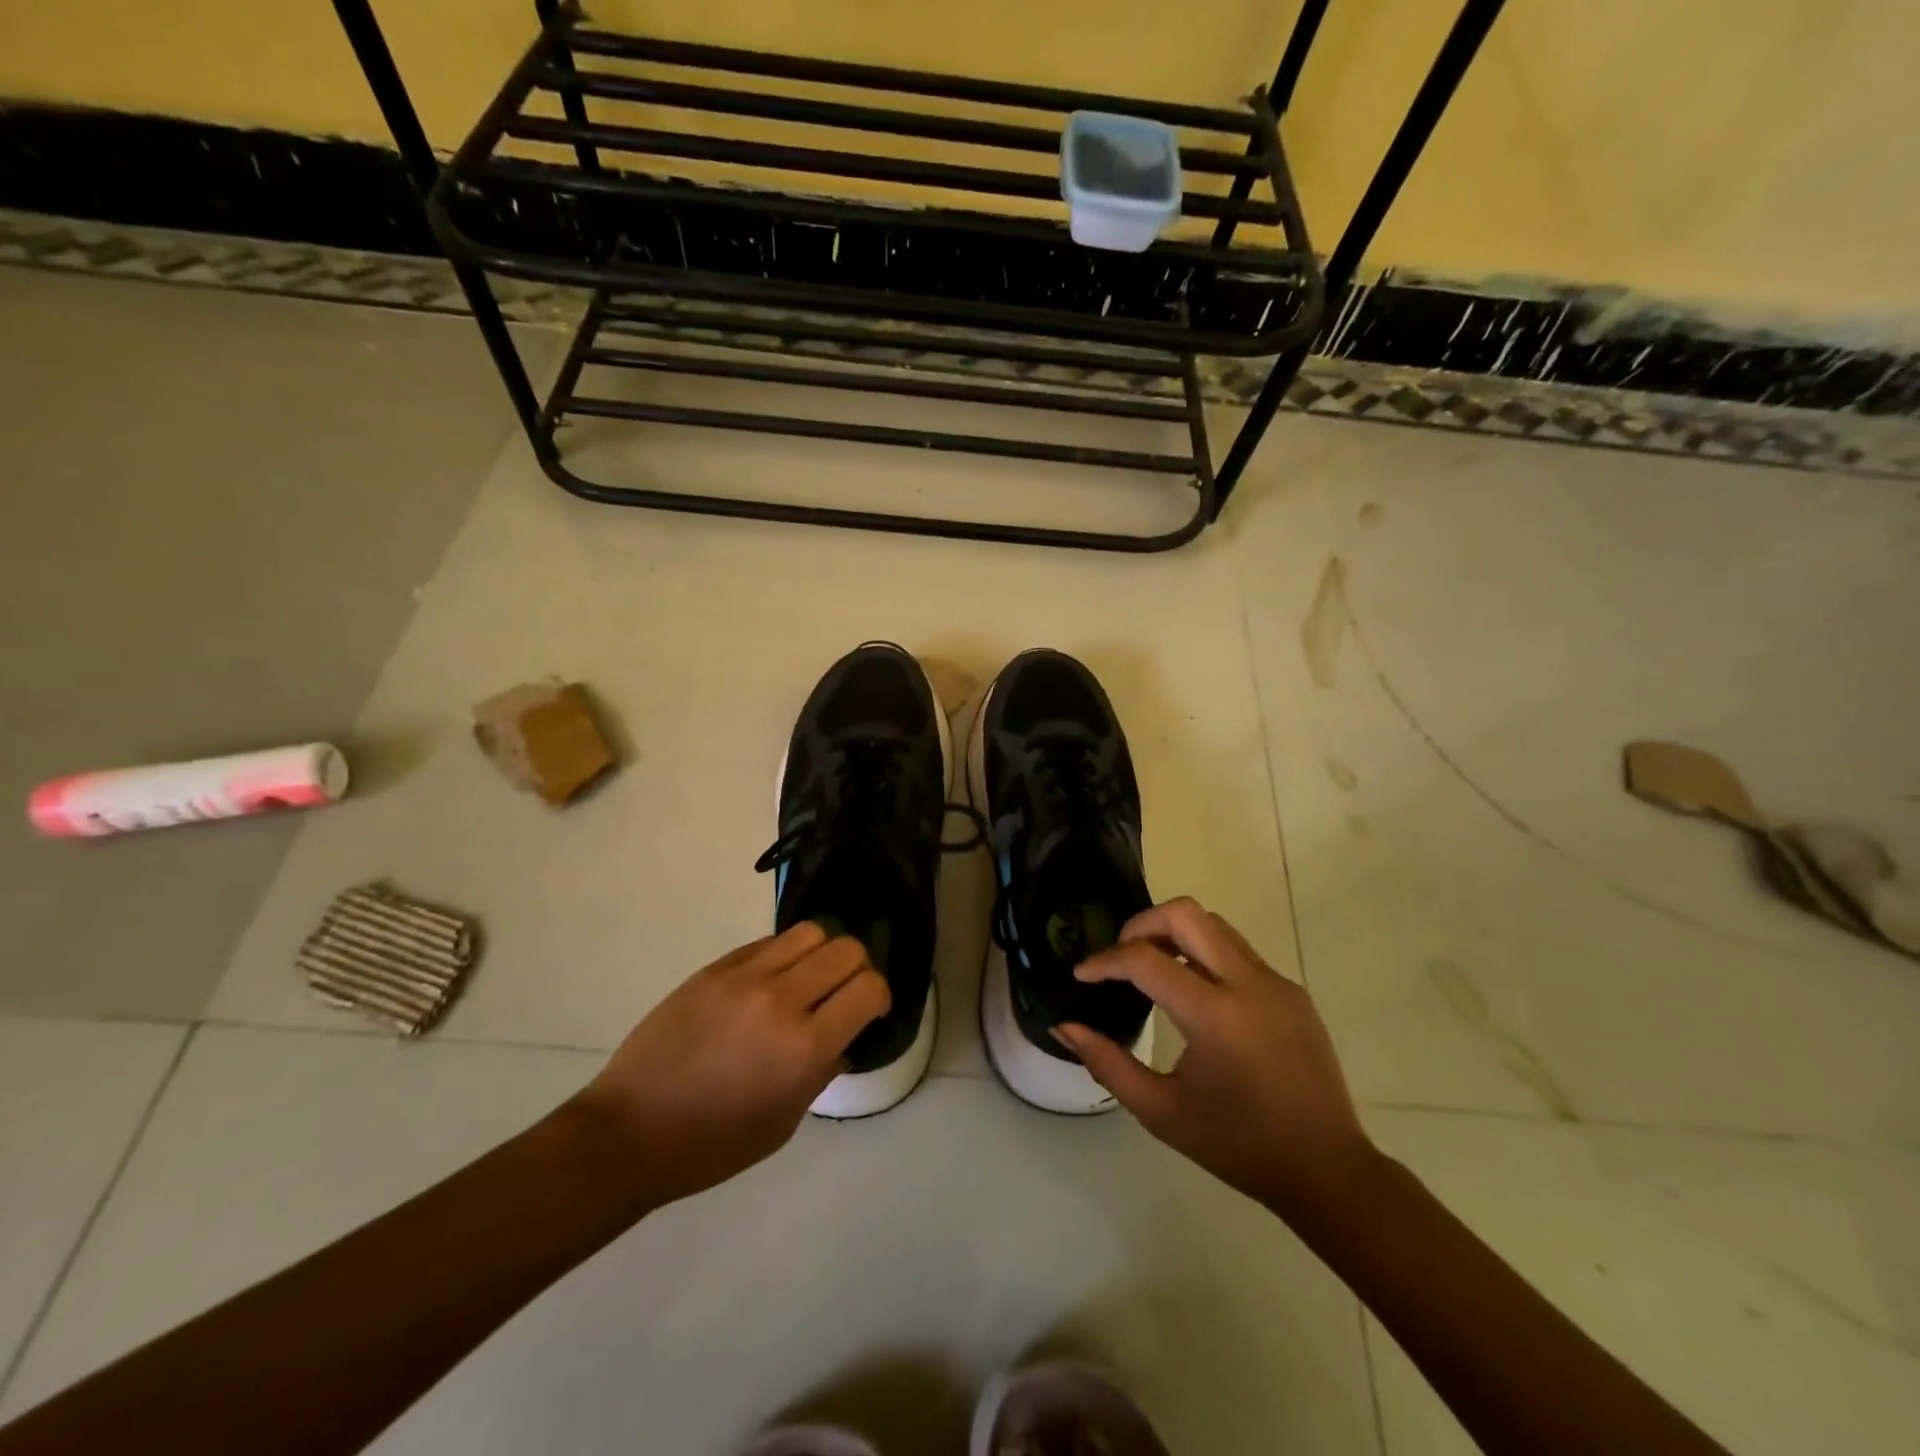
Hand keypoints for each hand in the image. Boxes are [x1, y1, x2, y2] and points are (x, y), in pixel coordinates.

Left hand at [573, 923, 888, 1207]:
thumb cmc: (713, 1144)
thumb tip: (843, 1035)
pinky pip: (768, 942)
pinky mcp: (716, 967)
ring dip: (823, 952)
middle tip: (844, 992)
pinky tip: (771, 982)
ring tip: (808, 978)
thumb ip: (822, 1069)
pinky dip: (784, 955)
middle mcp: (782, 1000)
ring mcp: (745, 977)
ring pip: (811, 932)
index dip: (880, 995)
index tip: (870, 1011)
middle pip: (847, 949)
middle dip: (858, 968)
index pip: (869, 988)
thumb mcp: (785, 1121)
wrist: (630, 1131)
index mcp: (805, 1048)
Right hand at [1057, 898, 1375, 1218]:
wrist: (1327, 1170)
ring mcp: (1276, 982)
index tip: (1082, 974)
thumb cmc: (1238, 1145)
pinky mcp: (1291, 990)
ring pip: (1213, 924)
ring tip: (1151, 968)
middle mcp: (1249, 984)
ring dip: (1173, 933)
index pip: (1145, 959)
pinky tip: (1193, 992)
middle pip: (1185, 914)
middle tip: (1119, 957)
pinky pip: (1237, 951)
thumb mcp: (1161, 1112)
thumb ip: (1107, 1064)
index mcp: (1216, 1017)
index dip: (1104, 961)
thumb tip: (1064, 1027)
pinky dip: (1203, 954)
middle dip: (1141, 924)